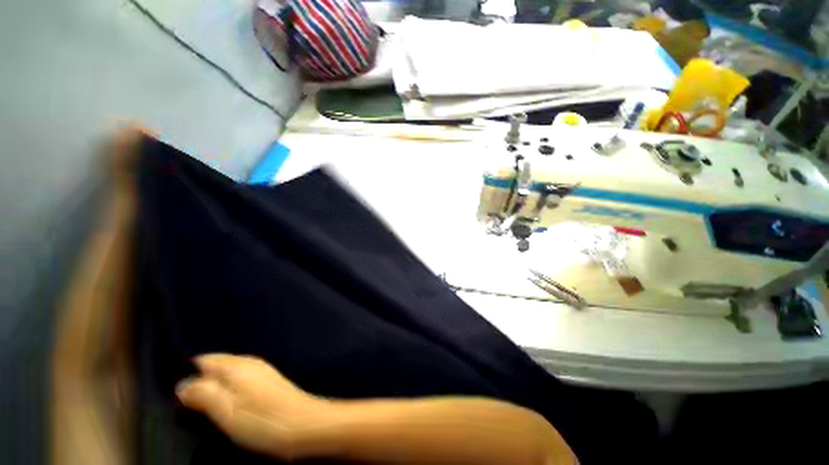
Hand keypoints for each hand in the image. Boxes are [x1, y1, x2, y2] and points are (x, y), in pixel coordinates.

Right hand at [176, 354, 332, 460]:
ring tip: (205, 411)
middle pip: (217, 367)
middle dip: (201, 383)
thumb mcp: (225, 410)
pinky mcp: (269, 383)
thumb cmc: (261, 420)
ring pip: (229, 375)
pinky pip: (242, 382)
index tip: (177, 396)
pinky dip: (230, 393)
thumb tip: (181, 385)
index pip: (205, 360)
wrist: (303, 424)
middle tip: (189, 408)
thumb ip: (202, 394)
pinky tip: (229, 408)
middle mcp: (250, 363)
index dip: (188, 375)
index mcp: (237, 365)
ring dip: (216, 389)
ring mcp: (262, 372)